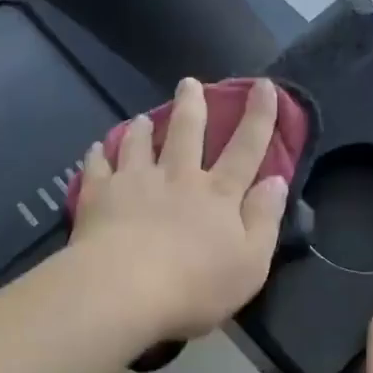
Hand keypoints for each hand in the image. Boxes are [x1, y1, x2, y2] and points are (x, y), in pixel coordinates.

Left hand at [71, 77, 289, 343]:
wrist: (123, 290)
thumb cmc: (194, 285)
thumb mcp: (250, 262)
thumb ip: (265, 218)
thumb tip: (276, 180)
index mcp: (218, 193)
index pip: (246, 148)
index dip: (259, 116)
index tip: (265, 84)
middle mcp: (177, 176)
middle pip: (187, 131)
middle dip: (192, 104)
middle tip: (189, 82)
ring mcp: (135, 182)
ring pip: (139, 143)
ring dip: (142, 127)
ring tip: (141, 117)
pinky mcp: (100, 195)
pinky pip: (99, 167)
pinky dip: (99, 154)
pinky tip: (96, 148)